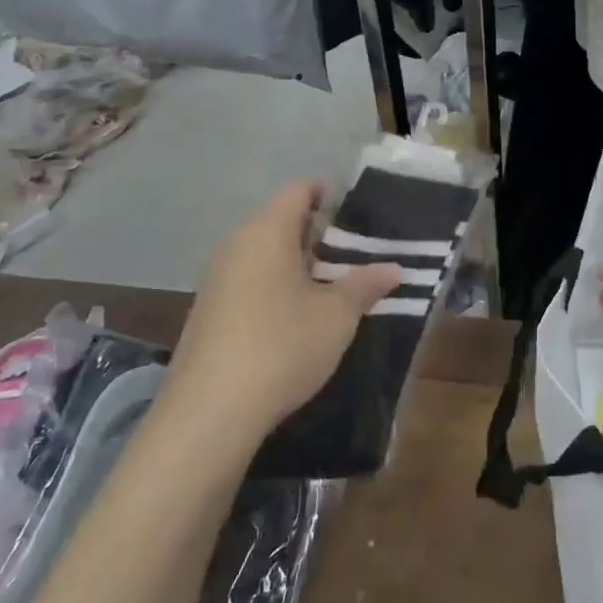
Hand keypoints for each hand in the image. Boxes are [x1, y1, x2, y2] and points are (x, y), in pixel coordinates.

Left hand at [168, 180, 400, 444]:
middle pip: (283, 220)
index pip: (301, 189)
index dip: (333, 194)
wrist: (209, 413)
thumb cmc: (282, 346)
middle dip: (321, 234)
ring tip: (335, 288)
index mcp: (268, 231)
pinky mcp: (209, 312)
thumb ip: (366, 284)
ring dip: (300, 264)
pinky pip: (250, 281)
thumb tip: (394, 268)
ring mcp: (217, 279)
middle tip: (358, 256)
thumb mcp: (337, 315)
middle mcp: (237, 244)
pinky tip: (299, 318)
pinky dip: (277, 287)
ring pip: (266, 254)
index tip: (362, 216)